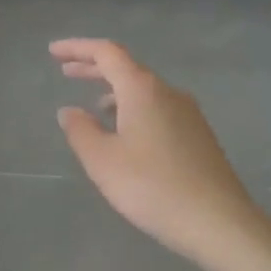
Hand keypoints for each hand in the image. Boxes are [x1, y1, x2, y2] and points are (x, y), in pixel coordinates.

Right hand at [52, 38, 267, 269]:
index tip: (53, 52)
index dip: (77, 48)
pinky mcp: (198, 135)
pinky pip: (157, 109)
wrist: (217, 221)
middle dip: (93, 68)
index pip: (106, 53)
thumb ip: (80, 130)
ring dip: (114, 92)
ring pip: (144, 91)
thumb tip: (69, 110)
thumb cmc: (152, 187)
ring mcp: (188, 113)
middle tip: (65, 71)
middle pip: (126, 68)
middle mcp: (168, 92)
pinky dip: (133, 109)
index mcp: (142, 90)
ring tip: (92, 108)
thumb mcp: (103, 161)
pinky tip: (125, 135)